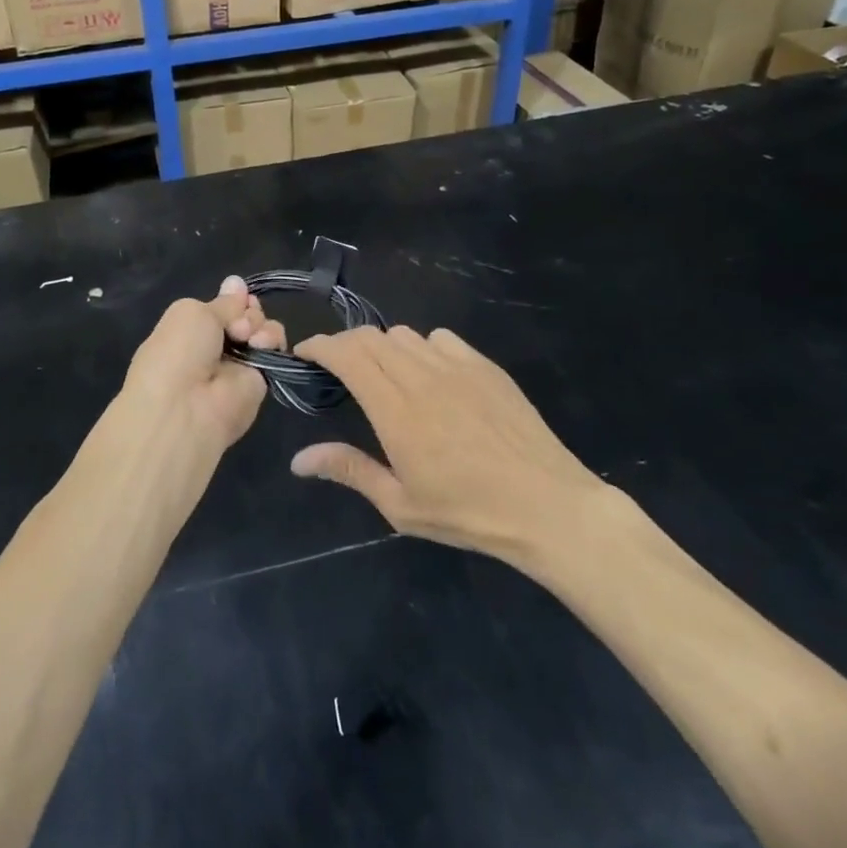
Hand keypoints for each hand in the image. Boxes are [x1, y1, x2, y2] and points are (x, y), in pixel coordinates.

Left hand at [119, 276, 287, 457]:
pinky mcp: (261, 379)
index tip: (238, 295)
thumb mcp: (192, 313)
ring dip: (258, 323)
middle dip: (246, 310)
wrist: (186, 407)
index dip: (234, 298)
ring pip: (263, 328)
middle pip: (246, 314)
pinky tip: (259, 345)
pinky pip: (275, 348)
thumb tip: (237, 282)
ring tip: (245, 336)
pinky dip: (271, 339)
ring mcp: (240, 362)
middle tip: (236, 325)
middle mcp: (217, 344)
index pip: (223, 306)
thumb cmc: (178, 352)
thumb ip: (222, 303)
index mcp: (192, 328)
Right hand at [289, 325, 606, 563]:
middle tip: (336, 367)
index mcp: (396, 410)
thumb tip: (299, 459)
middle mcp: (422, 377)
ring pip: (405, 334)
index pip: (347, 355)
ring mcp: (457, 367)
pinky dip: (422, 347)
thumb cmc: (468, 513)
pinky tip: (429, 374)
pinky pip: (441, 339)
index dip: (320, 346)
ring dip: (382, 346)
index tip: (305, 353)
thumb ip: (349, 470)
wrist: (547, 505)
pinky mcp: (485, 366)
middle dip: (345, 344)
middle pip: (371, 337)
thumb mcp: (401, 505)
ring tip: (382, 372)